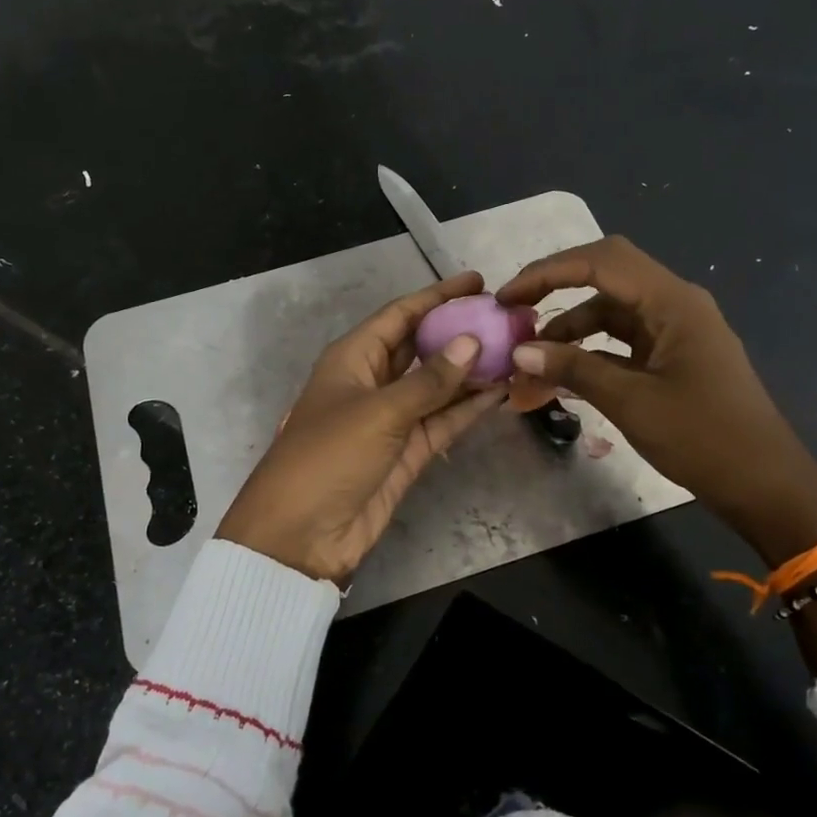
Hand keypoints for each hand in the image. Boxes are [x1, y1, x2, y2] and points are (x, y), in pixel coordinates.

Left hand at [217, 271, 506, 585]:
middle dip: (459, 332)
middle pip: (421, 346)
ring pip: (437, 385)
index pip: (400, 315)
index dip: (437, 297)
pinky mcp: (406, 452)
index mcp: (352, 358)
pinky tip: (501, 392)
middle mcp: (373, 381)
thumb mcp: (377, 412)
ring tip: (515, 351)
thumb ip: (428, 380)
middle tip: (506, 319)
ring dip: (471, 371)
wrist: (302, 535)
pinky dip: (468, 408)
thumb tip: (472, 343)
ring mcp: (392, 418)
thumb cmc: (328, 457)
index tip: (478, 282)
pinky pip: (442, 420)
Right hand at [496, 238, 816, 563]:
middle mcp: (675, 304)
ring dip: (569, 326)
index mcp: (673, 302)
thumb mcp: (630, 402)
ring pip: (611, 311)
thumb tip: (521, 350)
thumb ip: (574, 369)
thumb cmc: (703, 438)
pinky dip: (589, 350)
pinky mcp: (672, 356)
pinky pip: (622, 340)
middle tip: (514, 310)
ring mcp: (675, 330)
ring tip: (530, 357)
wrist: (763, 483)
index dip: (548, 272)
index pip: (601, 262)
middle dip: (556, 287)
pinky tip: (561, 373)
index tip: (507, 296)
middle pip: (606, 275)